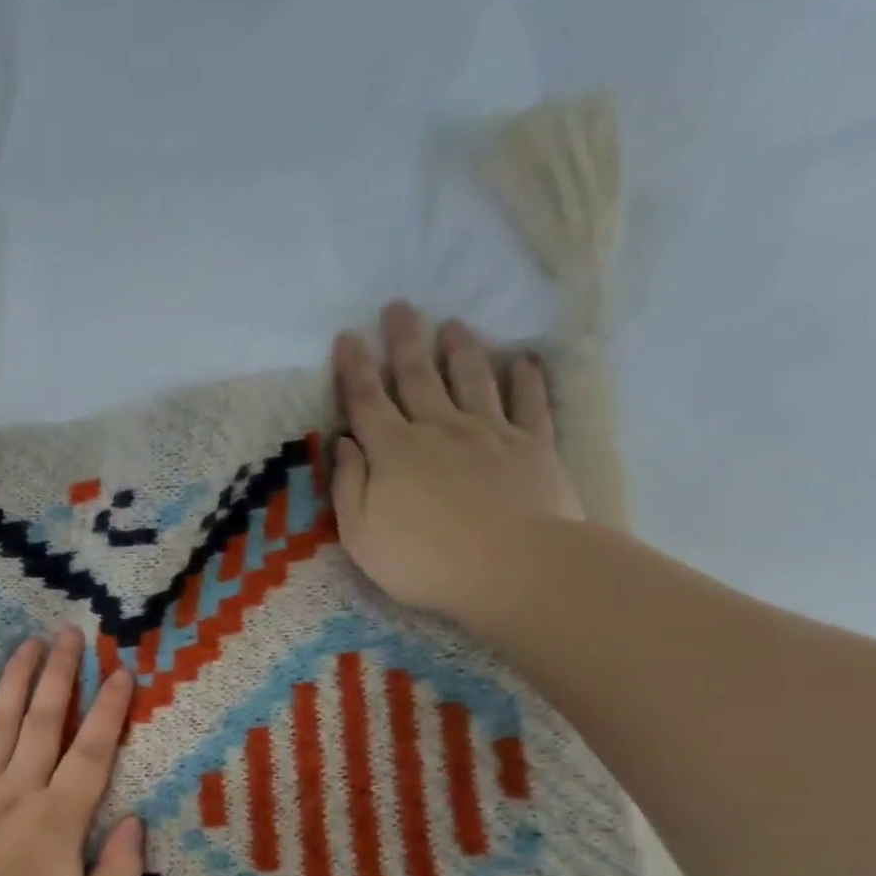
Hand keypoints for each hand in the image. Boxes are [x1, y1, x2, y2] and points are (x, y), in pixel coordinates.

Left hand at [0, 628, 144, 875]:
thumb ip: (122, 873)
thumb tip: (137, 822)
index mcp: (60, 817)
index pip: (91, 751)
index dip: (109, 710)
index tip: (121, 673)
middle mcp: (21, 788)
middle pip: (44, 719)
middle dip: (61, 673)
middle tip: (70, 634)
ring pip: (1, 719)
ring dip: (17, 678)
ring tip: (29, 643)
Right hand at [331, 301, 583, 620]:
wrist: (513, 568)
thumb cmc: (423, 560)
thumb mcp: (360, 533)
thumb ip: (348, 484)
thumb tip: (342, 443)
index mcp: (392, 451)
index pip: (366, 399)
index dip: (354, 367)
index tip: (348, 336)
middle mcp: (438, 429)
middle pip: (418, 376)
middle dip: (405, 340)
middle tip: (399, 307)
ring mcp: (489, 433)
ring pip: (471, 378)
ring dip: (460, 349)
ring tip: (453, 324)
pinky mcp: (532, 446)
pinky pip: (528, 403)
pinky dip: (525, 379)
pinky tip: (522, 362)